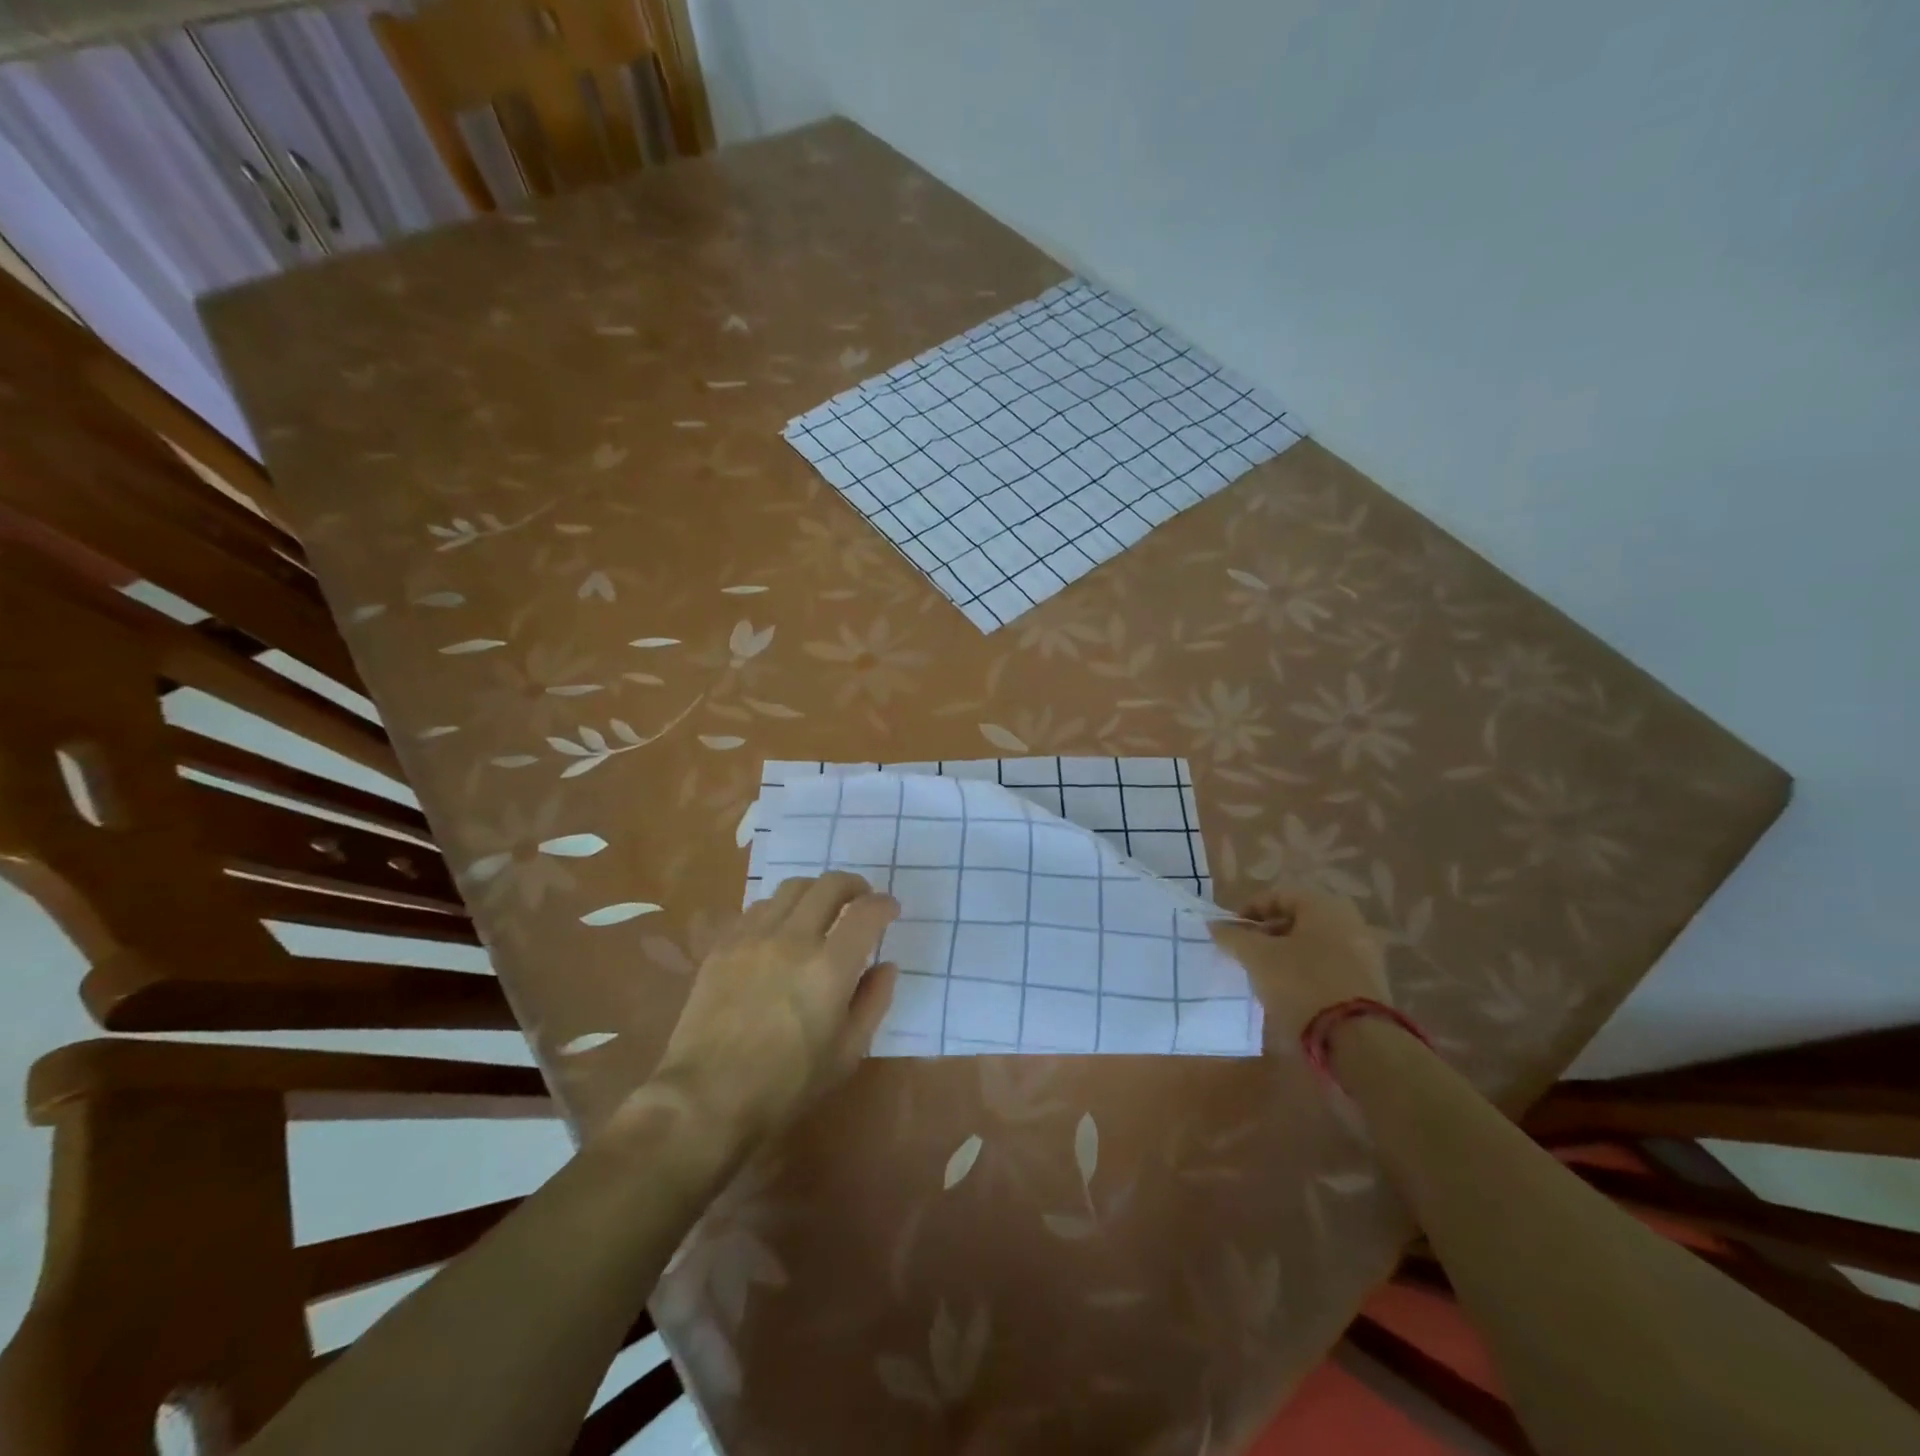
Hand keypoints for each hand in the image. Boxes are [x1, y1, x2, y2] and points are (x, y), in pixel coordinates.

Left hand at [647, 873, 898, 1150]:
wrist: (707, 1098)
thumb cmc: (786, 1085)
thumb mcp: (847, 1053)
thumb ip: (873, 1001)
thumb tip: (886, 966)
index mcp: (829, 968)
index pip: (866, 912)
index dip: (884, 904)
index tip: (890, 910)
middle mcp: (793, 939)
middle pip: (829, 885)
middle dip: (853, 885)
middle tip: (861, 899)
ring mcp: (753, 937)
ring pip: (791, 888)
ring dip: (815, 892)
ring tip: (821, 910)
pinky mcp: (723, 945)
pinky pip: (757, 908)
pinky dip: (780, 909)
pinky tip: (780, 930)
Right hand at [1209, 891, 1387, 1043]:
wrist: (1358, 1042)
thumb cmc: (1301, 984)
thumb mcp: (1257, 957)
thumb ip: (1233, 937)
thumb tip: (1215, 926)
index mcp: (1324, 906)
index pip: (1278, 895)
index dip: (1249, 911)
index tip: (1230, 933)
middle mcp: (1349, 922)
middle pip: (1296, 920)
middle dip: (1267, 935)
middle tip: (1245, 954)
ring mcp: (1364, 955)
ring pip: (1312, 946)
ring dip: (1285, 956)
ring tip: (1263, 976)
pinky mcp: (1369, 985)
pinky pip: (1328, 968)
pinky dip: (1305, 974)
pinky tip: (1288, 994)